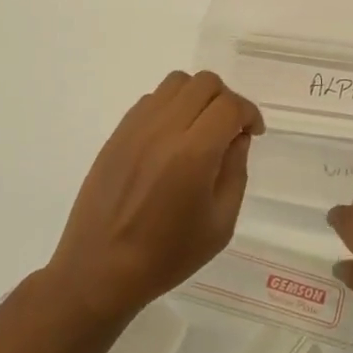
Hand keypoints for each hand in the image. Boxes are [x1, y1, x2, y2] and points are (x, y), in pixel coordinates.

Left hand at [47, 71, 262, 325]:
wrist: (100, 270)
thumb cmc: (167, 256)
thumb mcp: (220, 224)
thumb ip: (235, 171)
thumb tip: (237, 137)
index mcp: (194, 154)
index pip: (230, 106)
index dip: (249, 113)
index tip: (253, 133)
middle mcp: (164, 130)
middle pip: (205, 83)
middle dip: (226, 100)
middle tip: (229, 130)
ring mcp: (136, 128)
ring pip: (176, 82)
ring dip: (197, 96)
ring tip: (200, 128)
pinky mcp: (117, 133)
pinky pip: (151, 99)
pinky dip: (170, 106)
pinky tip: (172, 137)